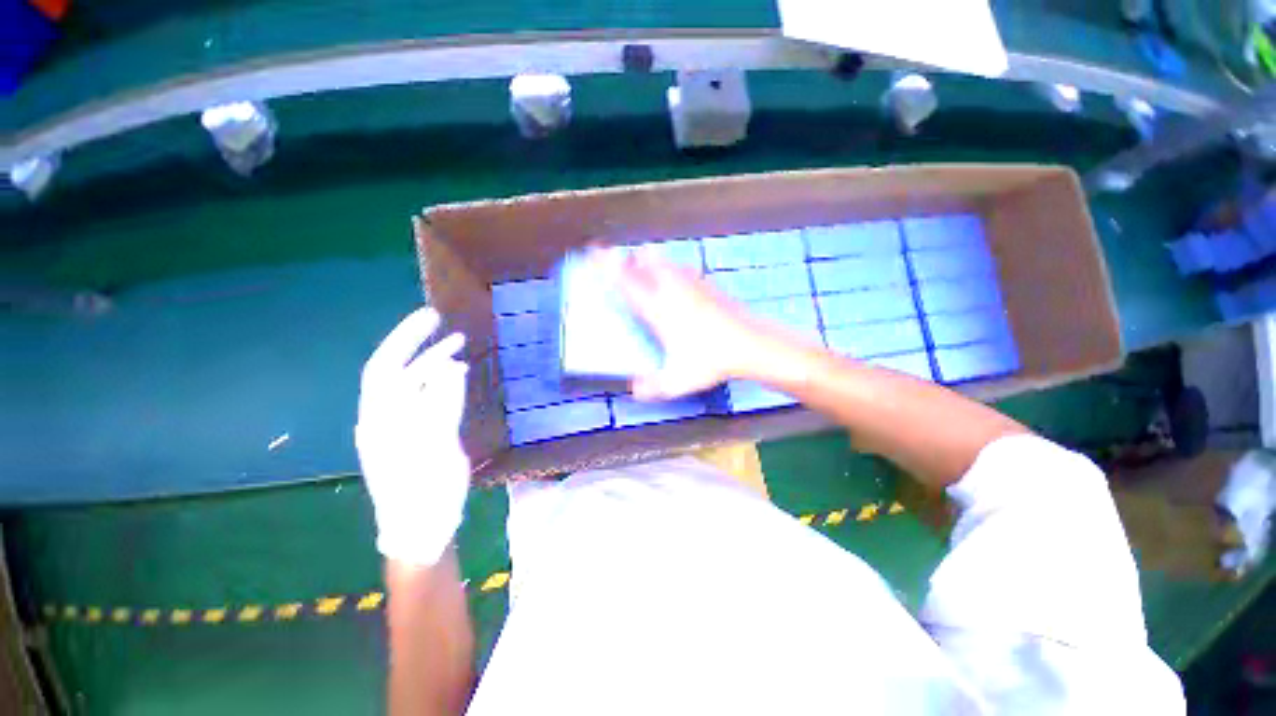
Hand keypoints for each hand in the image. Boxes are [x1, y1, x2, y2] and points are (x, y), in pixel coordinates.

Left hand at [356, 307, 470, 565]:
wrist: (421, 530)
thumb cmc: (426, 494)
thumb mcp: (436, 448)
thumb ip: (443, 405)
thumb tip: (453, 367)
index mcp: (380, 420)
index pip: (386, 367)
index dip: (405, 338)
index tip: (430, 316)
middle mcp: (383, 418)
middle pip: (397, 371)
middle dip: (417, 343)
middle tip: (442, 321)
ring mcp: (400, 426)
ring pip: (413, 385)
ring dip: (433, 363)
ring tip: (459, 346)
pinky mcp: (416, 433)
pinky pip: (426, 399)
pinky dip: (441, 382)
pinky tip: (456, 375)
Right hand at [617, 251, 801, 399]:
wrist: (751, 343)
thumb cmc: (710, 359)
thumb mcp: (677, 381)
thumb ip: (651, 388)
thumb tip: (635, 390)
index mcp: (657, 307)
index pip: (625, 280)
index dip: (606, 264)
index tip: (593, 250)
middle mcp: (671, 288)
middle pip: (646, 257)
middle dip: (631, 258)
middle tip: (626, 271)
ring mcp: (692, 282)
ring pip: (665, 260)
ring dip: (652, 263)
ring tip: (649, 278)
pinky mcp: (708, 283)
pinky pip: (683, 269)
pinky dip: (673, 272)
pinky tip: (678, 290)